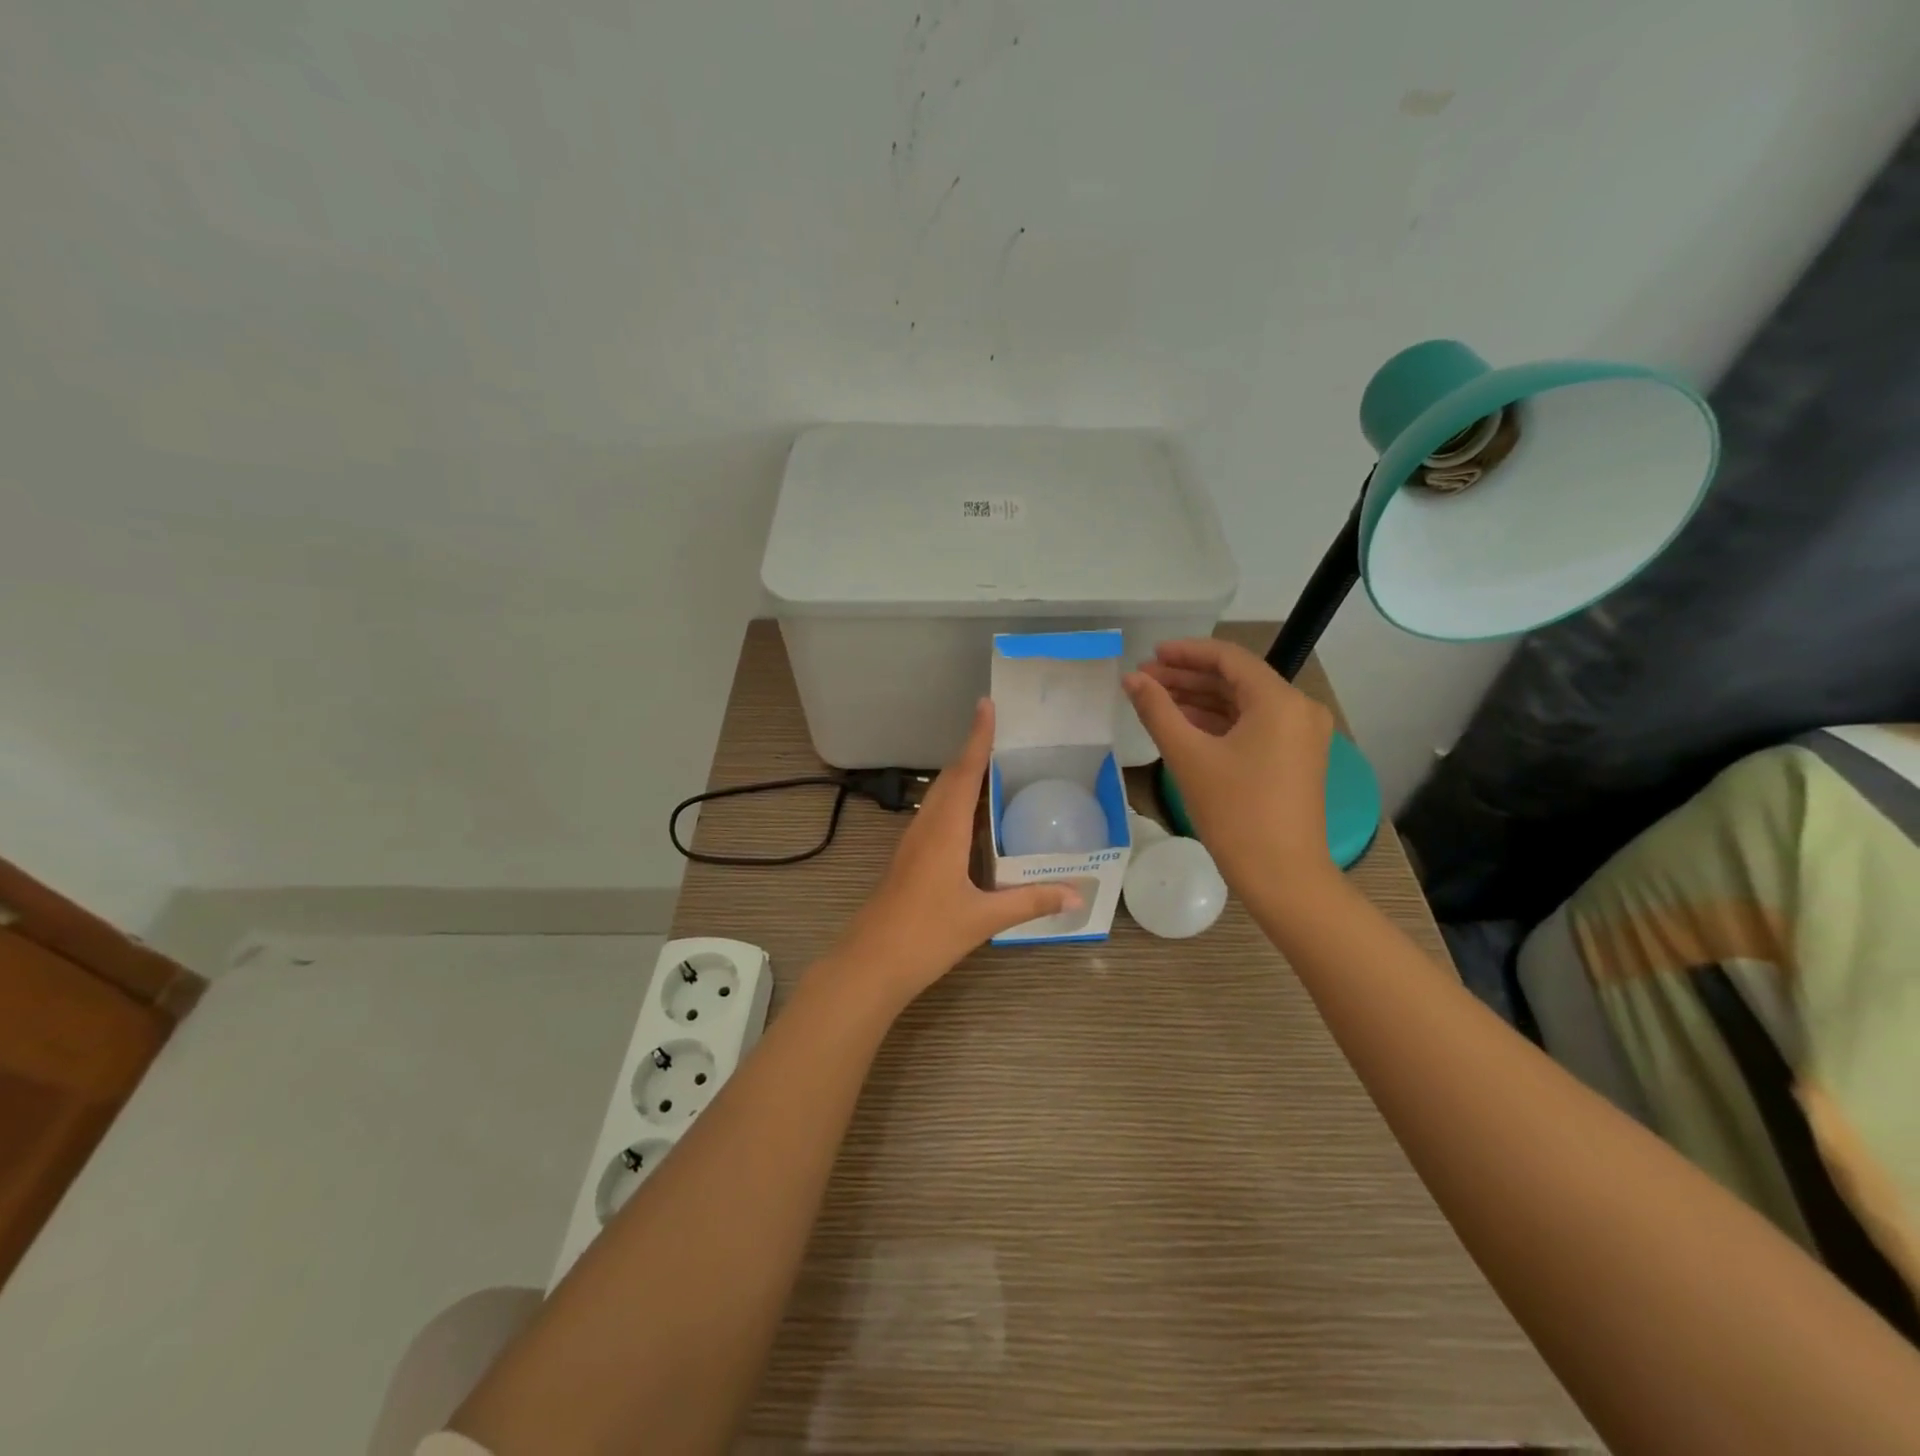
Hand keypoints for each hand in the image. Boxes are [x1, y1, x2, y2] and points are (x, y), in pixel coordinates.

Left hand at [835, 699, 1080, 1003]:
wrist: (870, 963)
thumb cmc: (926, 935)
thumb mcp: (983, 919)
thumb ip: (1030, 902)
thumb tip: (1076, 894)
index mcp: (943, 830)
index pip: (964, 773)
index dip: (977, 738)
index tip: (986, 705)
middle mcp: (926, 827)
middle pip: (951, 778)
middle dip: (973, 751)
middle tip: (1001, 731)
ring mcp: (913, 843)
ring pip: (940, 797)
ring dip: (963, 776)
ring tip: (993, 766)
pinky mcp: (909, 859)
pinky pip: (936, 816)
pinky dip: (956, 803)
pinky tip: (972, 818)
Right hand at [1123, 638, 1336, 898]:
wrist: (1282, 875)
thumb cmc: (1235, 812)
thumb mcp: (1189, 756)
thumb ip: (1157, 710)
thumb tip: (1131, 679)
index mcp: (1280, 701)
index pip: (1228, 658)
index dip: (1186, 652)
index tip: (1149, 655)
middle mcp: (1298, 709)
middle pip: (1236, 679)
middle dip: (1188, 677)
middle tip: (1143, 680)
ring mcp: (1301, 734)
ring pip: (1243, 703)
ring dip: (1200, 699)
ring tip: (1155, 700)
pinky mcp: (1296, 757)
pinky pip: (1253, 726)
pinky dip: (1218, 722)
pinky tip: (1183, 724)